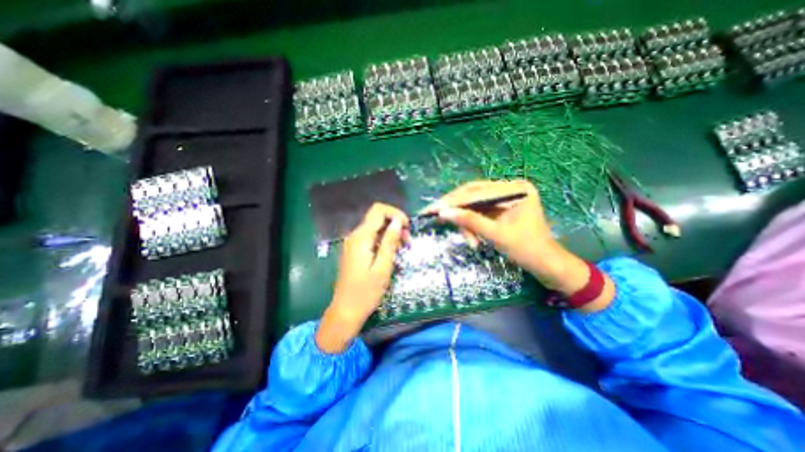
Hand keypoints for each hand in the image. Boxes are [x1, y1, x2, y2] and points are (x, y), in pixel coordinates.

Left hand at [314, 202, 408, 354]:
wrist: (346, 311)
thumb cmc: (366, 292)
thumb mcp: (383, 267)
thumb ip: (390, 242)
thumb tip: (397, 221)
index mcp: (361, 237)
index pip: (378, 210)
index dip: (395, 213)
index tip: (407, 227)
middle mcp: (355, 235)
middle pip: (377, 218)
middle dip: (395, 225)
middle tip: (407, 242)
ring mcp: (353, 243)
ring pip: (375, 228)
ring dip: (391, 234)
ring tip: (401, 249)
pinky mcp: (355, 250)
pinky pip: (371, 238)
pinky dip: (383, 241)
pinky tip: (390, 254)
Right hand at [421, 181, 561, 274]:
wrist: (545, 265)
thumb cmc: (526, 249)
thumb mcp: (496, 235)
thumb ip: (470, 221)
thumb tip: (443, 213)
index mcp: (515, 189)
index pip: (476, 191)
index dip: (454, 201)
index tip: (434, 208)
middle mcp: (509, 189)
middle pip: (473, 195)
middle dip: (457, 210)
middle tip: (437, 217)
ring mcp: (505, 199)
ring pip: (474, 206)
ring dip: (467, 223)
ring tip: (470, 241)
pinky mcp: (501, 209)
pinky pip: (479, 213)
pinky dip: (472, 225)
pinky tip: (472, 238)